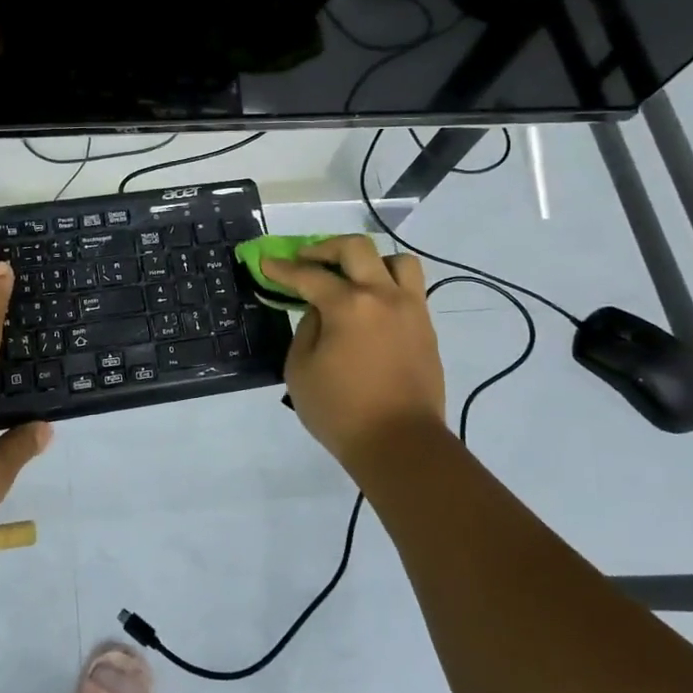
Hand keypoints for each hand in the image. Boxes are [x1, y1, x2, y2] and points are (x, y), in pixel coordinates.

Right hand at [260, 235, 448, 474]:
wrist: (401, 445)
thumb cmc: (341, 412)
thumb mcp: (300, 371)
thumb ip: (306, 330)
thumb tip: (320, 311)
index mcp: (348, 306)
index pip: (309, 275)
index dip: (282, 268)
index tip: (266, 262)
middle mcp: (383, 296)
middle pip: (356, 248)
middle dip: (325, 248)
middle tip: (307, 260)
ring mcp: (411, 310)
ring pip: (397, 261)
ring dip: (369, 261)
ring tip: (352, 278)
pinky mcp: (426, 328)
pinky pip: (411, 288)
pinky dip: (388, 285)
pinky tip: (371, 306)